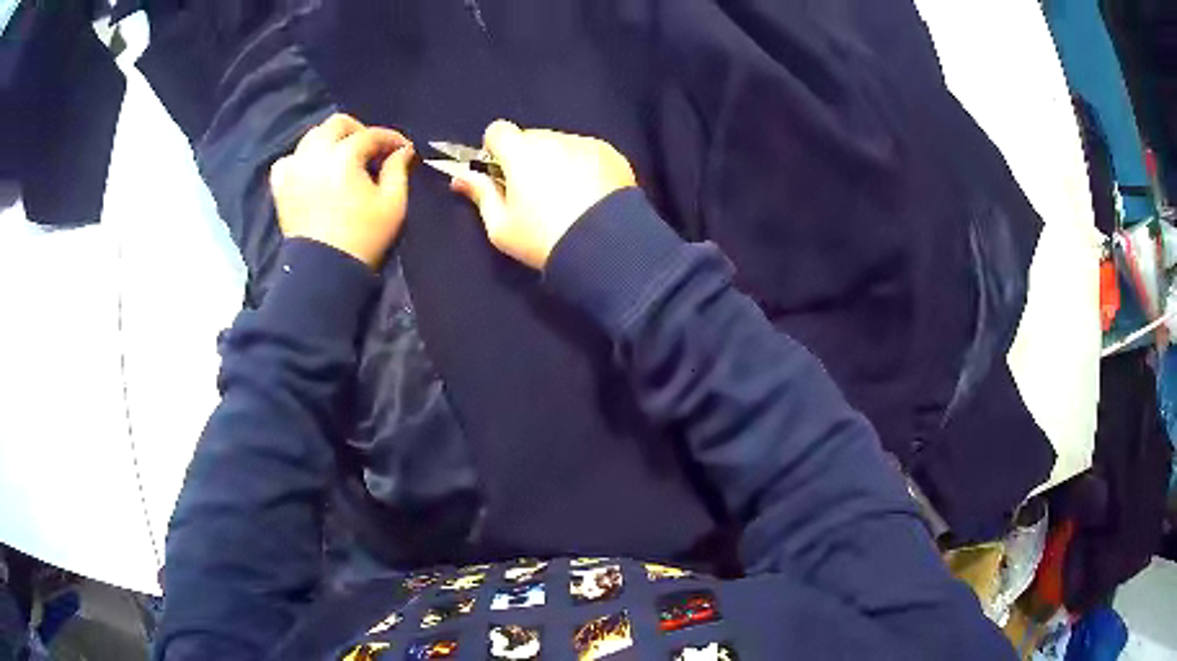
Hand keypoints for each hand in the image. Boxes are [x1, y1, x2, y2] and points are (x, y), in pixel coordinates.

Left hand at [270, 113, 414, 268]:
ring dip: (331, 141)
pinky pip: (289, 159)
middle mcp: (315, 154)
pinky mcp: (281, 186)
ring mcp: (294, 168)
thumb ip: (398, 170)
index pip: (371, 135)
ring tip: (342, 158)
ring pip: (312, 136)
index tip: (403, 149)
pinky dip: (302, 159)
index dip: (391, 139)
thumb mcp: (392, 204)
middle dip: (359, 131)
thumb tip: (402, 151)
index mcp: (344, 156)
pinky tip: (313, 170)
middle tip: (371, 150)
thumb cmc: (363, 238)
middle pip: (338, 124)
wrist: (323, 272)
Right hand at [449, 120, 636, 268]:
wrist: (605, 248)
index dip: (495, 150)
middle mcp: (553, 138)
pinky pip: (588, 153)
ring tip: (567, 198)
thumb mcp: (501, 227)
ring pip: (561, 144)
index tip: (501, 174)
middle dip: (527, 157)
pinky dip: (584, 166)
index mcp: (521, 151)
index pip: (497, 130)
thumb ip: (480, 195)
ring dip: (557, 161)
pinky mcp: (612, 154)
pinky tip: (590, 196)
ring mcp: (586, 144)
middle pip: (531, 138)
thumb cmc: (544, 239)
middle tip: (534, 194)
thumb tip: (460, 178)